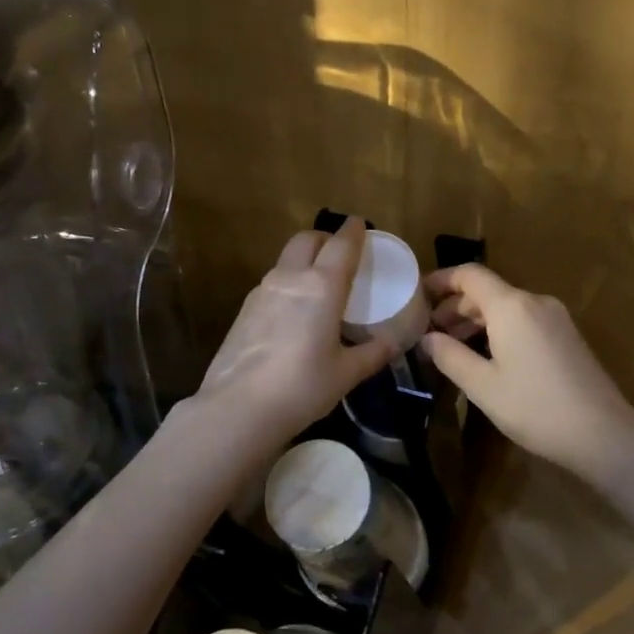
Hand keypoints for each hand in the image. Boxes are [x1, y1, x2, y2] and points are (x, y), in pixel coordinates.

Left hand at [194, 220, 395, 443]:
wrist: (237, 408)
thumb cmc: (301, 387)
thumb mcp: (346, 373)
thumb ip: (373, 352)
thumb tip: (395, 342)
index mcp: (322, 286)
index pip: (341, 245)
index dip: (353, 231)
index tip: (360, 224)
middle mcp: (290, 278)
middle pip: (307, 240)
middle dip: (325, 238)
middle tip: (340, 253)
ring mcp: (262, 291)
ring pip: (286, 259)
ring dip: (304, 259)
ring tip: (319, 283)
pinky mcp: (244, 309)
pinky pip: (272, 282)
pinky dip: (288, 282)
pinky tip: (294, 311)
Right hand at [420, 264, 633, 479]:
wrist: (603, 433)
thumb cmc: (535, 407)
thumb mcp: (483, 386)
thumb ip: (450, 356)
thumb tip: (427, 338)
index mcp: (511, 306)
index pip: (470, 275)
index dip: (441, 279)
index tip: (418, 294)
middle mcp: (534, 301)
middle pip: (487, 291)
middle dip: (455, 306)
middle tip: (429, 331)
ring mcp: (555, 317)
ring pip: (506, 306)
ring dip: (476, 320)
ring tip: (452, 346)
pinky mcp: (566, 335)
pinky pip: (523, 319)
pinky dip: (499, 328)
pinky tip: (486, 355)